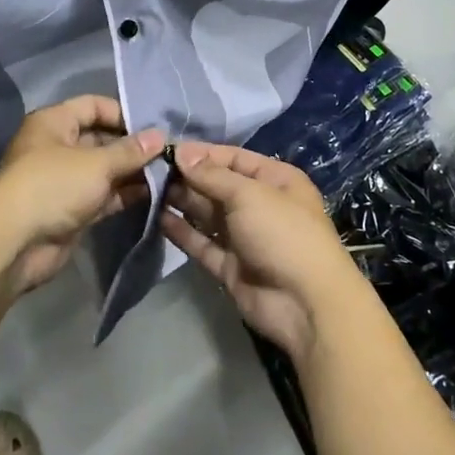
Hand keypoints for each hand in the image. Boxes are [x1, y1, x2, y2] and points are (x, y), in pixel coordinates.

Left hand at [0, 96, 164, 294]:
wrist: (16, 244)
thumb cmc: (54, 186)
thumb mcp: (97, 163)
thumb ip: (131, 151)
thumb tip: (161, 136)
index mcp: (54, 123)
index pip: (93, 106)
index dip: (123, 113)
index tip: (154, 126)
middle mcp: (58, 147)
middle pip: (101, 138)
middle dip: (133, 146)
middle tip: (168, 152)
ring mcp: (64, 180)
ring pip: (104, 169)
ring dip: (132, 171)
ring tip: (168, 172)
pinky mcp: (72, 209)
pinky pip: (103, 194)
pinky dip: (124, 193)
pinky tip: (154, 193)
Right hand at [162, 142, 369, 365]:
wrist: (305, 304)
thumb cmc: (282, 233)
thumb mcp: (249, 194)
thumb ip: (212, 175)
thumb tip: (182, 152)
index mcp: (275, 180)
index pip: (233, 158)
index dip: (202, 154)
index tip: (166, 150)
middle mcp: (260, 205)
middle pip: (218, 185)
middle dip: (188, 177)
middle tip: (150, 171)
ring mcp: (245, 237)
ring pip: (208, 214)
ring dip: (182, 202)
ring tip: (148, 190)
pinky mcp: (231, 267)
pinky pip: (203, 243)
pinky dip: (183, 232)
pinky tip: (158, 219)